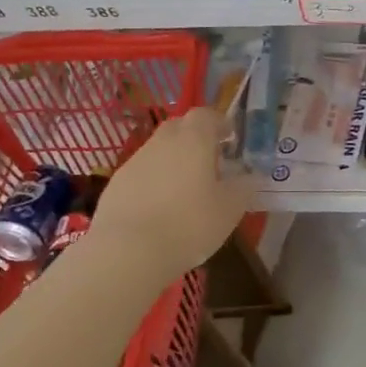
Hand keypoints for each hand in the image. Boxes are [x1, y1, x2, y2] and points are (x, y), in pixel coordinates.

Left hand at [90, 108, 256, 278]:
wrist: (127, 251)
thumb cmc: (189, 224)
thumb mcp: (230, 209)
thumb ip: (244, 188)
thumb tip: (250, 177)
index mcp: (193, 140)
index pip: (206, 115)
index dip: (219, 123)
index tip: (230, 139)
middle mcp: (161, 143)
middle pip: (179, 128)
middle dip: (195, 138)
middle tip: (210, 162)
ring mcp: (134, 162)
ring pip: (158, 151)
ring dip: (173, 162)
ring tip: (186, 190)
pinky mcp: (116, 185)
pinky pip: (142, 174)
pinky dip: (154, 182)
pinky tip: (160, 209)